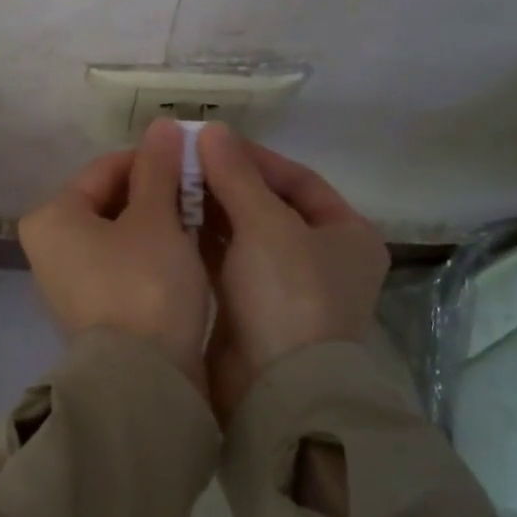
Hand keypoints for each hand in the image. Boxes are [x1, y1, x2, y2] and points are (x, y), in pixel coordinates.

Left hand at [19, 119, 211, 388]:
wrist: (142, 380)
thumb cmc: (145, 286)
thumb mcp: (157, 219)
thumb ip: (158, 169)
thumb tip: (161, 125)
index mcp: (52, 217)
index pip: (106, 169)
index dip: (153, 160)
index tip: (194, 162)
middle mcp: (48, 246)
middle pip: (110, 201)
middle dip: (157, 193)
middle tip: (201, 193)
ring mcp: (67, 281)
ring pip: (119, 233)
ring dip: (158, 223)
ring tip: (199, 221)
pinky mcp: (91, 308)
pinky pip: (121, 264)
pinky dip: (150, 254)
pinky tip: (184, 255)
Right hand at [196, 126, 388, 420]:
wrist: (276, 387)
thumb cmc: (288, 295)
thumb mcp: (267, 225)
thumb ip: (237, 175)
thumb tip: (211, 129)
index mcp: (346, 234)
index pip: (298, 180)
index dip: (254, 158)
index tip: (209, 142)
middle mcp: (320, 258)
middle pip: (267, 206)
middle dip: (226, 183)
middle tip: (181, 162)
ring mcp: (283, 286)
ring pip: (243, 234)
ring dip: (210, 210)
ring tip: (170, 186)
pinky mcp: (250, 307)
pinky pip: (225, 261)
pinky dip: (202, 241)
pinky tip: (171, 221)